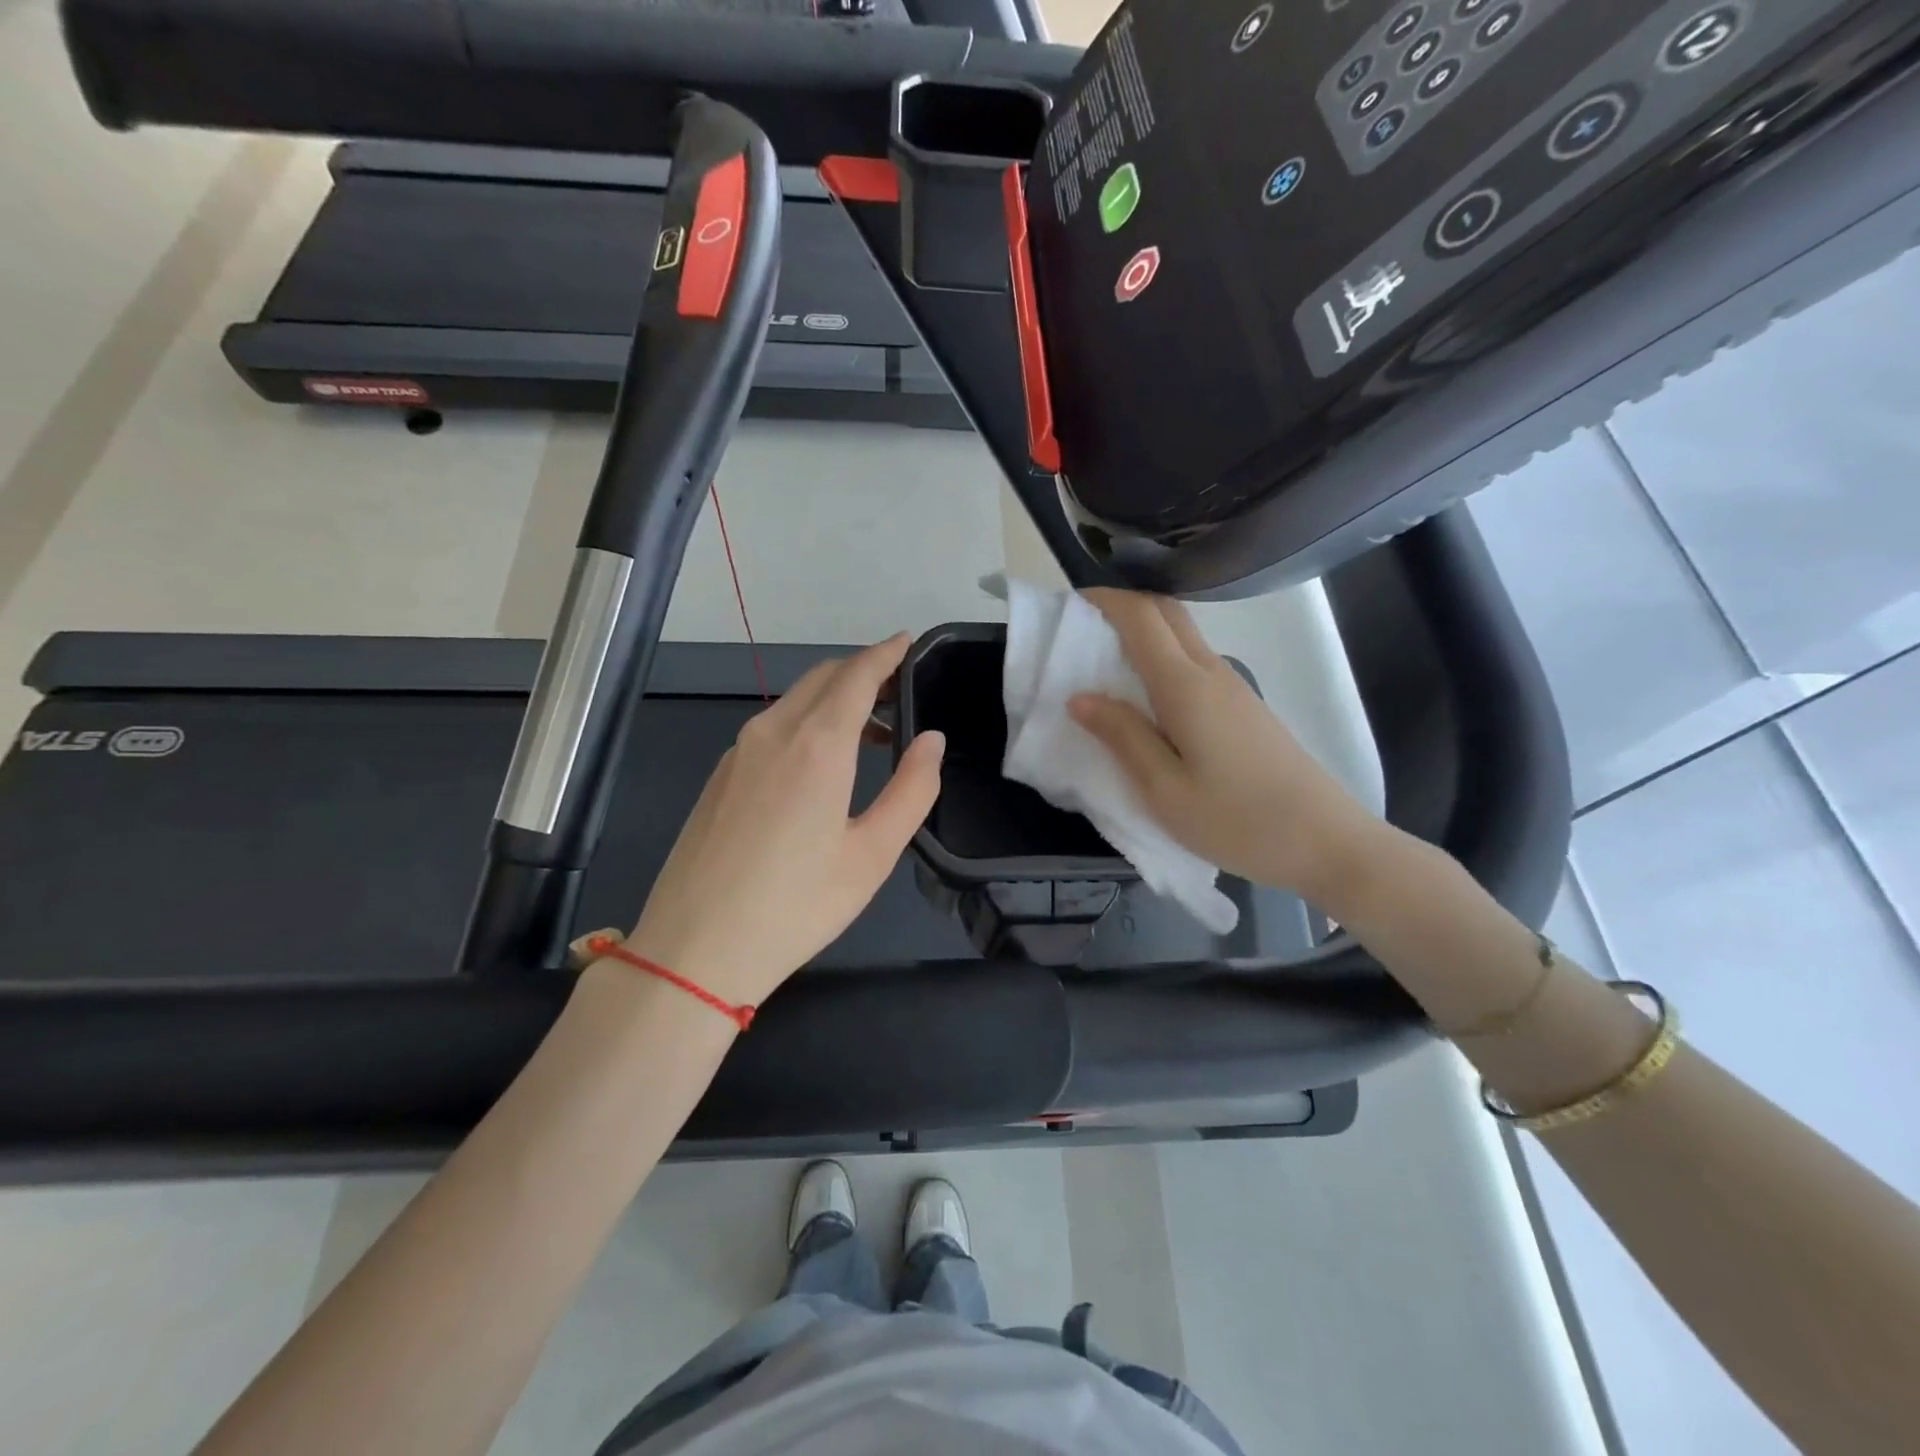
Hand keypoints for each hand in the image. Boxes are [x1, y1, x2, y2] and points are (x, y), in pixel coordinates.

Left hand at [620, 634, 943, 1006]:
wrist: (694, 949)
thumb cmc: (797, 905)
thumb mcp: (873, 855)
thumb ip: (912, 790)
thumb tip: (931, 739)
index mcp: (817, 745)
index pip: (856, 675)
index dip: (885, 653)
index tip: (907, 641)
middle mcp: (773, 732)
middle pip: (822, 677)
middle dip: (862, 671)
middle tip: (899, 691)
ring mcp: (738, 752)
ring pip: (794, 700)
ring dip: (834, 699)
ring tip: (871, 733)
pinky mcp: (720, 776)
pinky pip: (772, 727)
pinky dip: (806, 722)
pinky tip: (819, 764)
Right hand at [1069, 590, 1380, 905]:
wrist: (1327, 843)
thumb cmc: (1238, 822)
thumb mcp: (1165, 791)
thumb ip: (1123, 737)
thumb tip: (1080, 697)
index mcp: (1186, 687)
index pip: (1141, 617)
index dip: (1103, 600)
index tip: (1067, 608)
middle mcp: (1211, 673)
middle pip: (1166, 613)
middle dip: (1121, 607)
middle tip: (1080, 632)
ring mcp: (1233, 688)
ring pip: (1182, 637)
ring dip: (1141, 633)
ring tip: (1100, 666)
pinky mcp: (1244, 708)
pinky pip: (1194, 664)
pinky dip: (1160, 660)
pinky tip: (1142, 699)